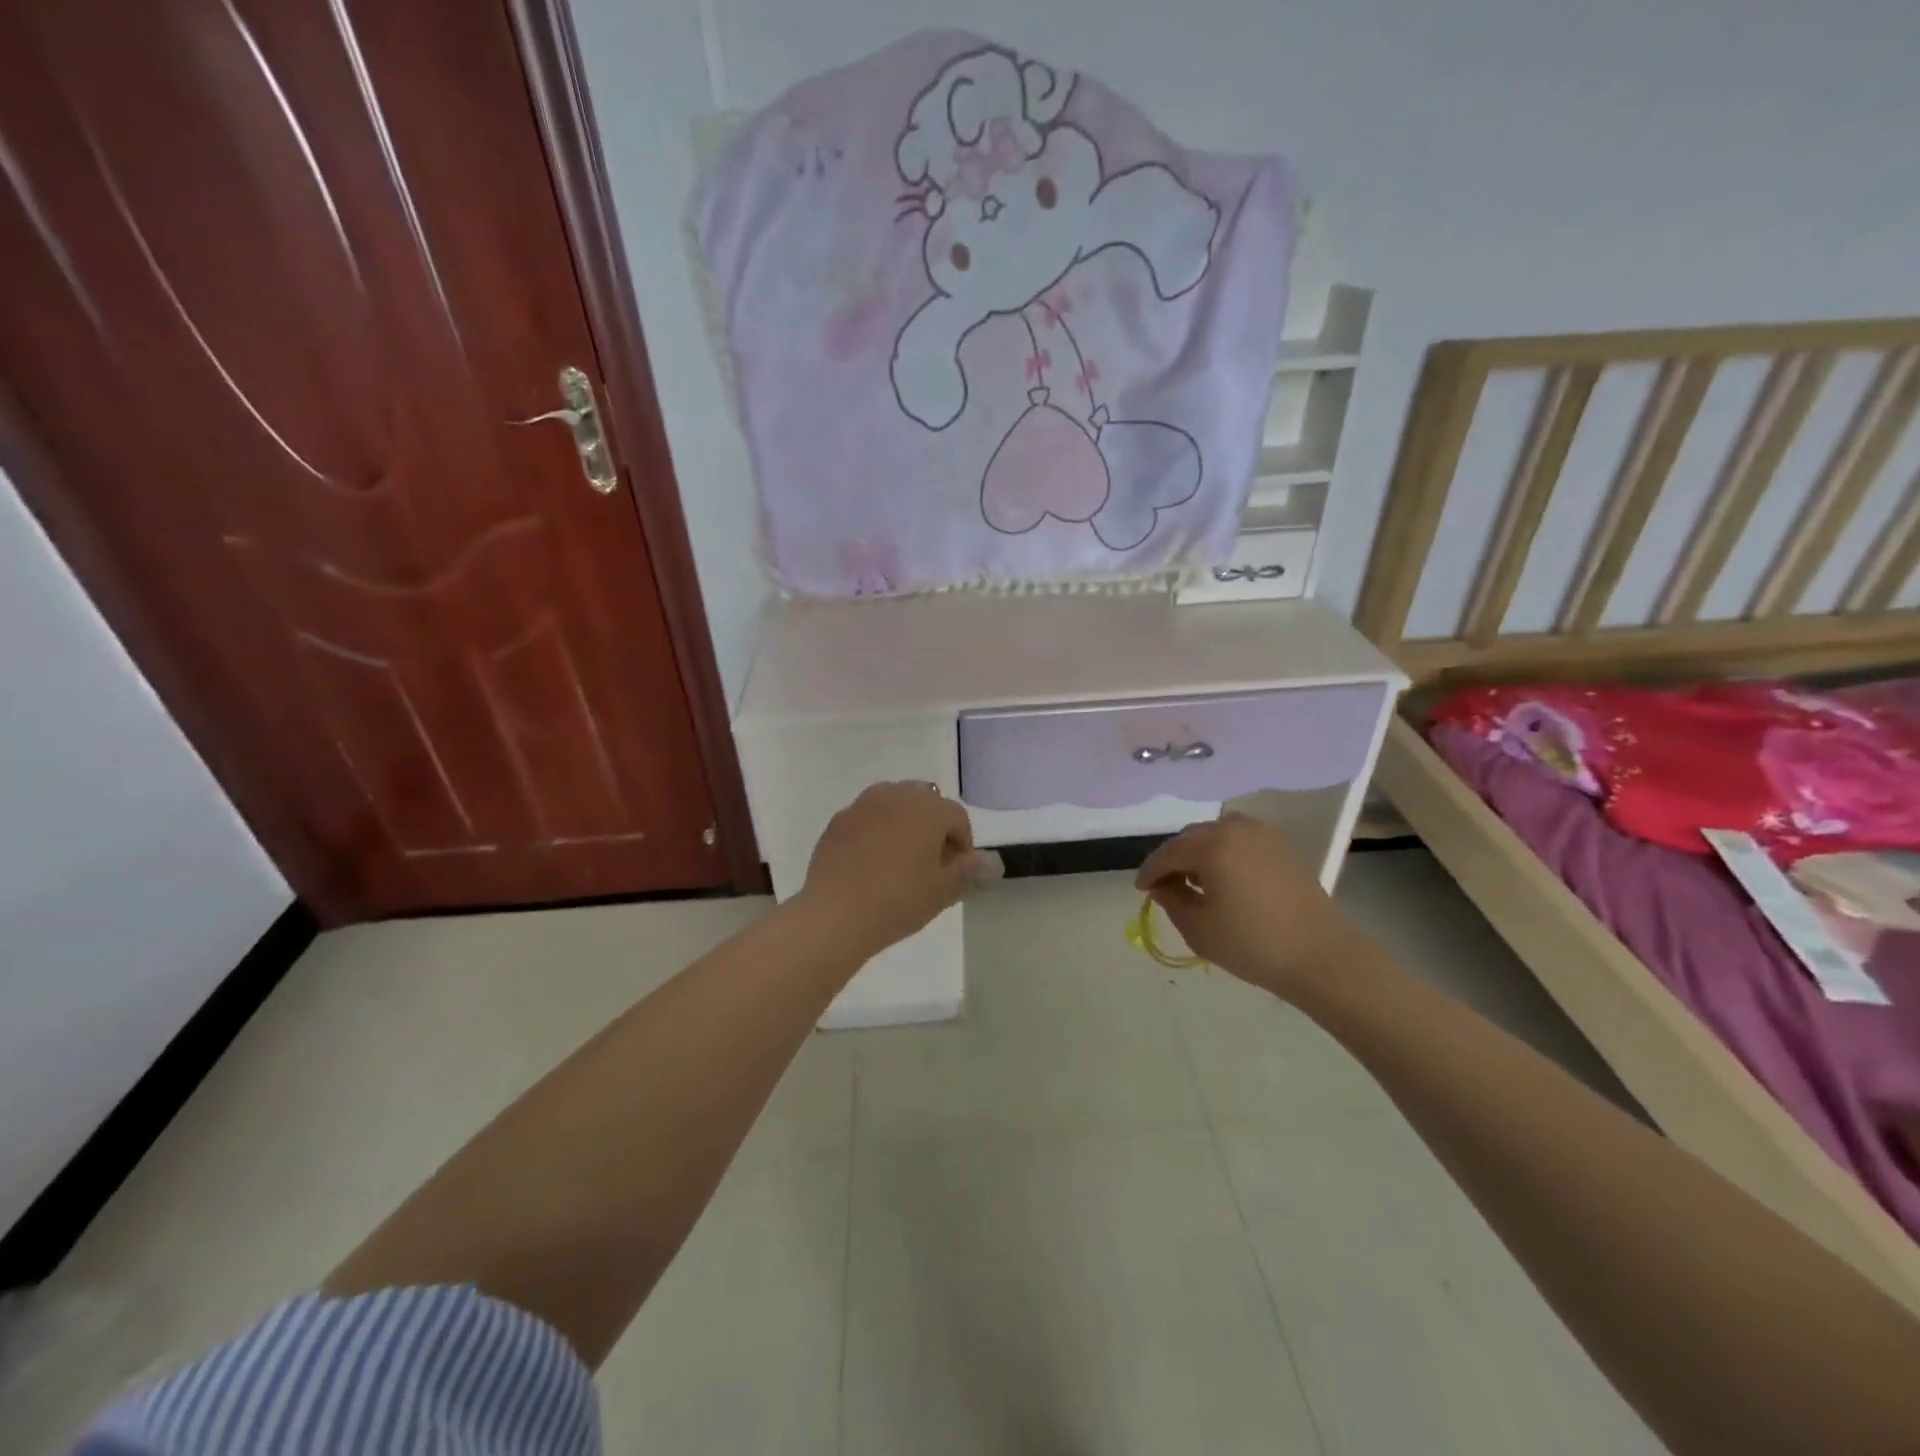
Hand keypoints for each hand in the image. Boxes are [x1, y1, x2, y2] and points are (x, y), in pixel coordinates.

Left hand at [799, 783, 983, 959]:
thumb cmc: (899, 900)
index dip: (963, 846)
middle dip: (933, 828)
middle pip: (926, 804)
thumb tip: (992, 862)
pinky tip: (872, 865)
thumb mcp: (943, 890)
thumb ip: (970, 870)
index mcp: (928, 807)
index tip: (956, 874)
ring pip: (895, 807)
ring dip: (904, 826)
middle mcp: (896, 794)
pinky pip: (868, 819)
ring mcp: (862, 805)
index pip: (958, 818)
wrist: (834, 915)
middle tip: (931, 866)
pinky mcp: (838, 821)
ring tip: (901, 863)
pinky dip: (876, 833)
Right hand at [1134, 813, 1367, 998]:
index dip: (1150, 871)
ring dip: (1200, 854)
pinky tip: (1225, 880)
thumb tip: (1162, 885)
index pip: (1168, 853)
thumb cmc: (1252, 944)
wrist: (1321, 956)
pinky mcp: (1282, 847)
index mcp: (1212, 844)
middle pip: (1192, 838)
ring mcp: (1263, 834)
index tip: (1140, 890)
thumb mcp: (1198, 927)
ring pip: (1217, 835)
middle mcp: (1235, 828)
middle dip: (1174, 859)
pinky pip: (1240, 841)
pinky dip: (1225, 854)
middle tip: (1165, 886)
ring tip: (1196, 883)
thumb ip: (1171, 899)